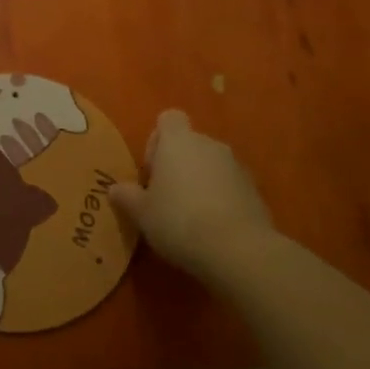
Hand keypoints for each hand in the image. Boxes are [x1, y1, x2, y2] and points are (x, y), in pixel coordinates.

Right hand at [108, 110, 273, 276]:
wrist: (238, 249)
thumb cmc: (179, 221)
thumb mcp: (142, 213)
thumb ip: (127, 196)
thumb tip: (114, 189)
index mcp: (179, 141)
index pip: (168, 119)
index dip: (157, 140)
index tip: (152, 170)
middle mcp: (209, 144)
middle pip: (189, 144)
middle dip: (178, 165)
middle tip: (166, 198)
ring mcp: (235, 166)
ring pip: (210, 165)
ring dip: (200, 182)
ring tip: (190, 217)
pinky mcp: (254, 190)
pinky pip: (230, 185)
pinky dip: (221, 198)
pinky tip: (213, 228)